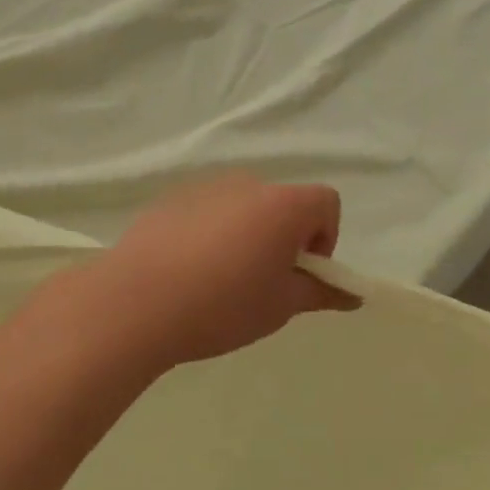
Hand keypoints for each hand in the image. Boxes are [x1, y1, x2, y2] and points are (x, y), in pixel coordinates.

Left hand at [87, 173, 357, 368]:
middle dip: (283, 236)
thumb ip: (321, 292)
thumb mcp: (280, 306)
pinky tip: (187, 269)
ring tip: (219, 279)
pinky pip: (210, 208)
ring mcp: (208, 185)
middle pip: (284, 202)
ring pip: (245, 205)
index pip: (327, 202)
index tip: (298, 272)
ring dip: (247, 232)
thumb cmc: (221, 305)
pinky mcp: (174, 196)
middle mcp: (250, 183)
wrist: (136, 301)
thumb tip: (354, 294)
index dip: (324, 238)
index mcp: (283, 204)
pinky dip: (212, 230)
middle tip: (261, 281)